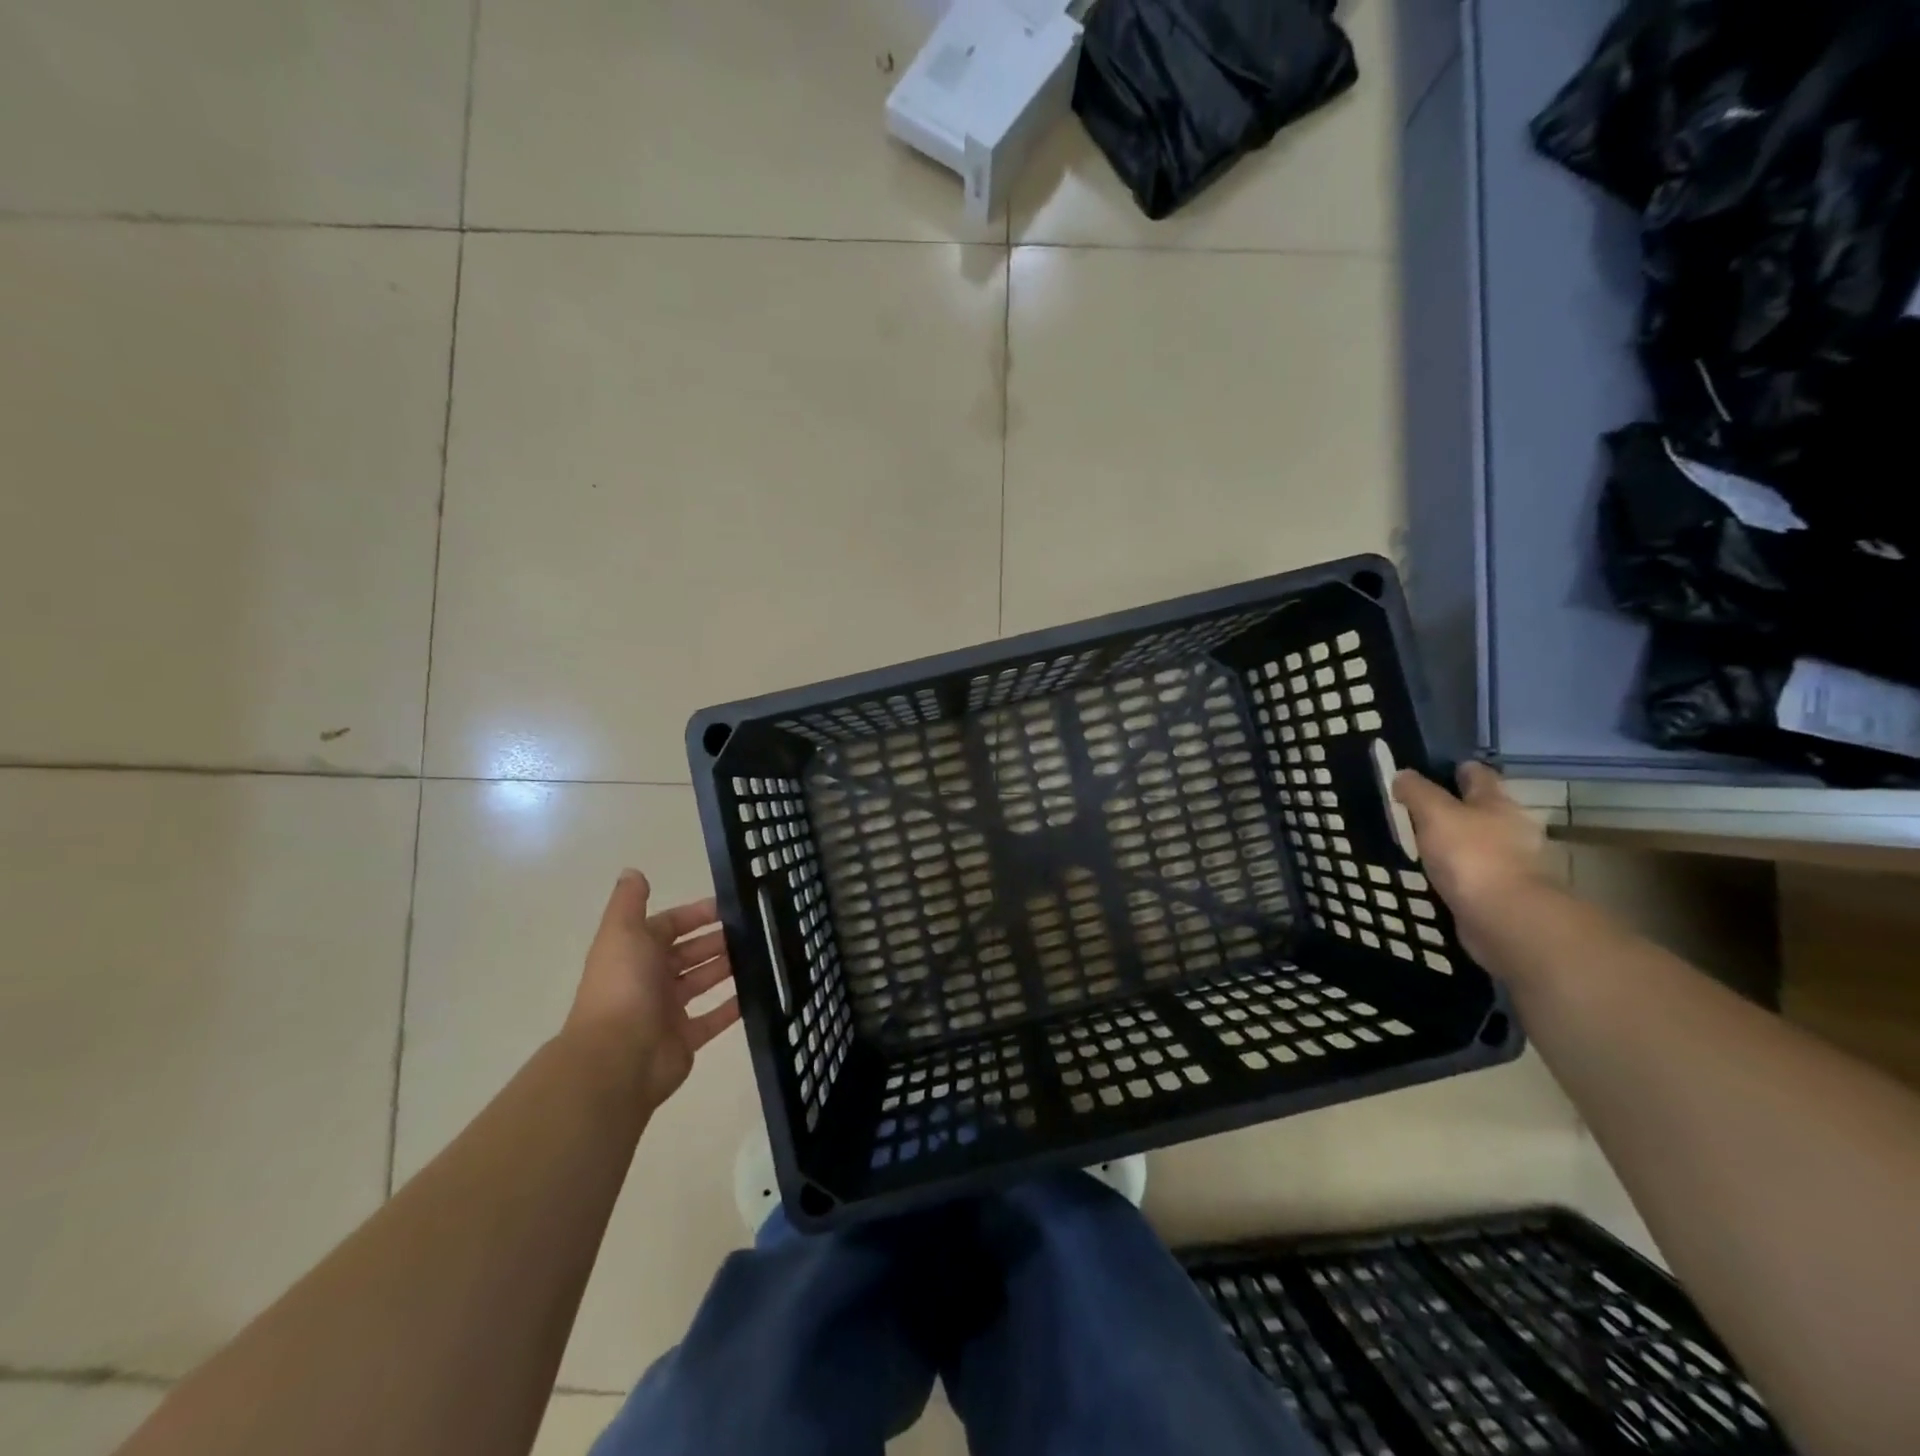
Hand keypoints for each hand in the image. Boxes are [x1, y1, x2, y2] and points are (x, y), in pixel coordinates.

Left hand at [563, 870, 740, 1110]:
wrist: (617, 1059)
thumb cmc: (623, 987)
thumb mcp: (622, 933)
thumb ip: (629, 902)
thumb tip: (633, 871)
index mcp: (635, 952)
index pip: (669, 925)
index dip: (697, 914)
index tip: (733, 905)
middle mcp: (650, 979)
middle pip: (689, 953)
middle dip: (718, 940)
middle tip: (757, 929)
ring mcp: (667, 1011)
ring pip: (703, 982)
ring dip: (728, 967)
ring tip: (763, 953)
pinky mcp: (685, 1040)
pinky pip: (714, 1018)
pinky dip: (733, 1005)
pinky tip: (759, 990)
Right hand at [1393, 763, 1549, 958]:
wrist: (1506, 918)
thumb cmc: (1471, 856)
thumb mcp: (1435, 814)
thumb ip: (1417, 792)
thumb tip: (1403, 774)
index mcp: (1497, 802)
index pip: (1478, 775)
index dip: (1457, 769)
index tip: (1433, 770)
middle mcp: (1511, 827)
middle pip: (1483, 808)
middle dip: (1458, 806)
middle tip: (1421, 809)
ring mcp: (1511, 862)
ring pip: (1479, 841)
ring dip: (1458, 841)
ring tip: (1424, 843)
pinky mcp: (1503, 892)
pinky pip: (1476, 872)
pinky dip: (1460, 870)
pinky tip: (1439, 875)